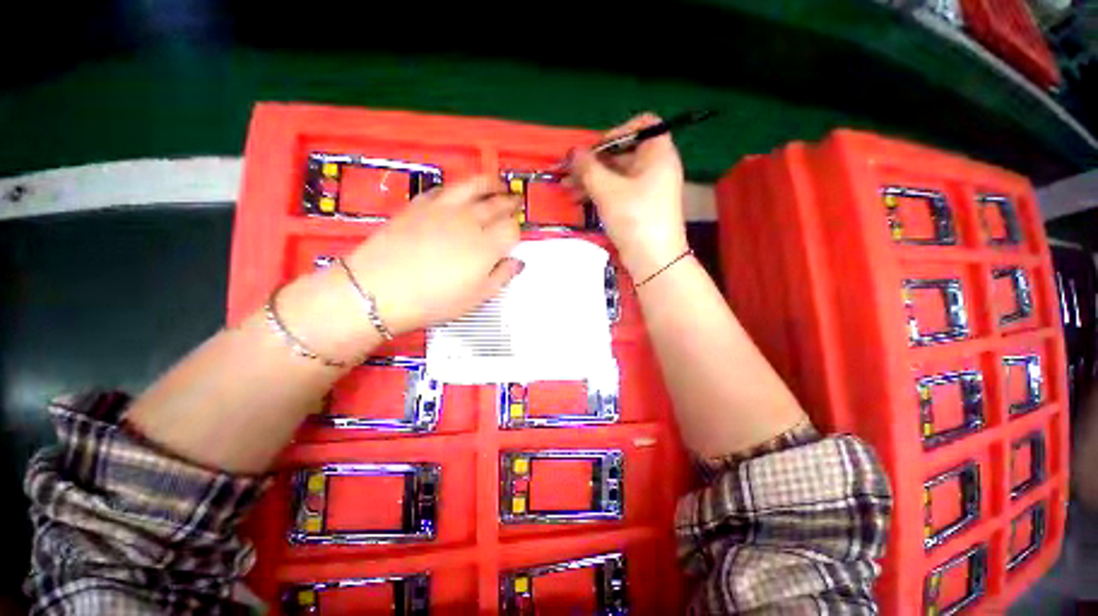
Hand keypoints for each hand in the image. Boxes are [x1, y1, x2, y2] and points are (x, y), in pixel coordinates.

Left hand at [345, 175, 523, 334]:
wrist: (379, 289)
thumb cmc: (433, 301)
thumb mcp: (476, 297)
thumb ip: (501, 277)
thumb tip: (517, 263)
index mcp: (486, 246)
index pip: (511, 228)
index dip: (516, 230)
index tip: (514, 236)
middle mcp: (469, 221)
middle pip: (497, 204)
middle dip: (510, 202)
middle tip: (515, 201)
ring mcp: (444, 209)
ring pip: (473, 187)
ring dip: (489, 183)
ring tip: (497, 183)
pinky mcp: (420, 205)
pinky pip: (444, 189)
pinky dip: (458, 188)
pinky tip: (460, 192)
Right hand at [570, 113, 687, 278]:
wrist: (653, 260)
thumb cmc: (634, 218)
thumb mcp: (607, 190)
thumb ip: (587, 167)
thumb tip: (573, 152)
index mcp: (658, 153)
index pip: (641, 126)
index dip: (616, 133)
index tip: (595, 150)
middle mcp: (656, 167)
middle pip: (622, 153)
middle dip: (593, 162)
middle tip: (568, 173)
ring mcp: (648, 189)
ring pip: (617, 175)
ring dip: (591, 180)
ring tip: (567, 189)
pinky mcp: (640, 207)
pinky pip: (618, 192)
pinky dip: (600, 193)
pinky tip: (579, 201)